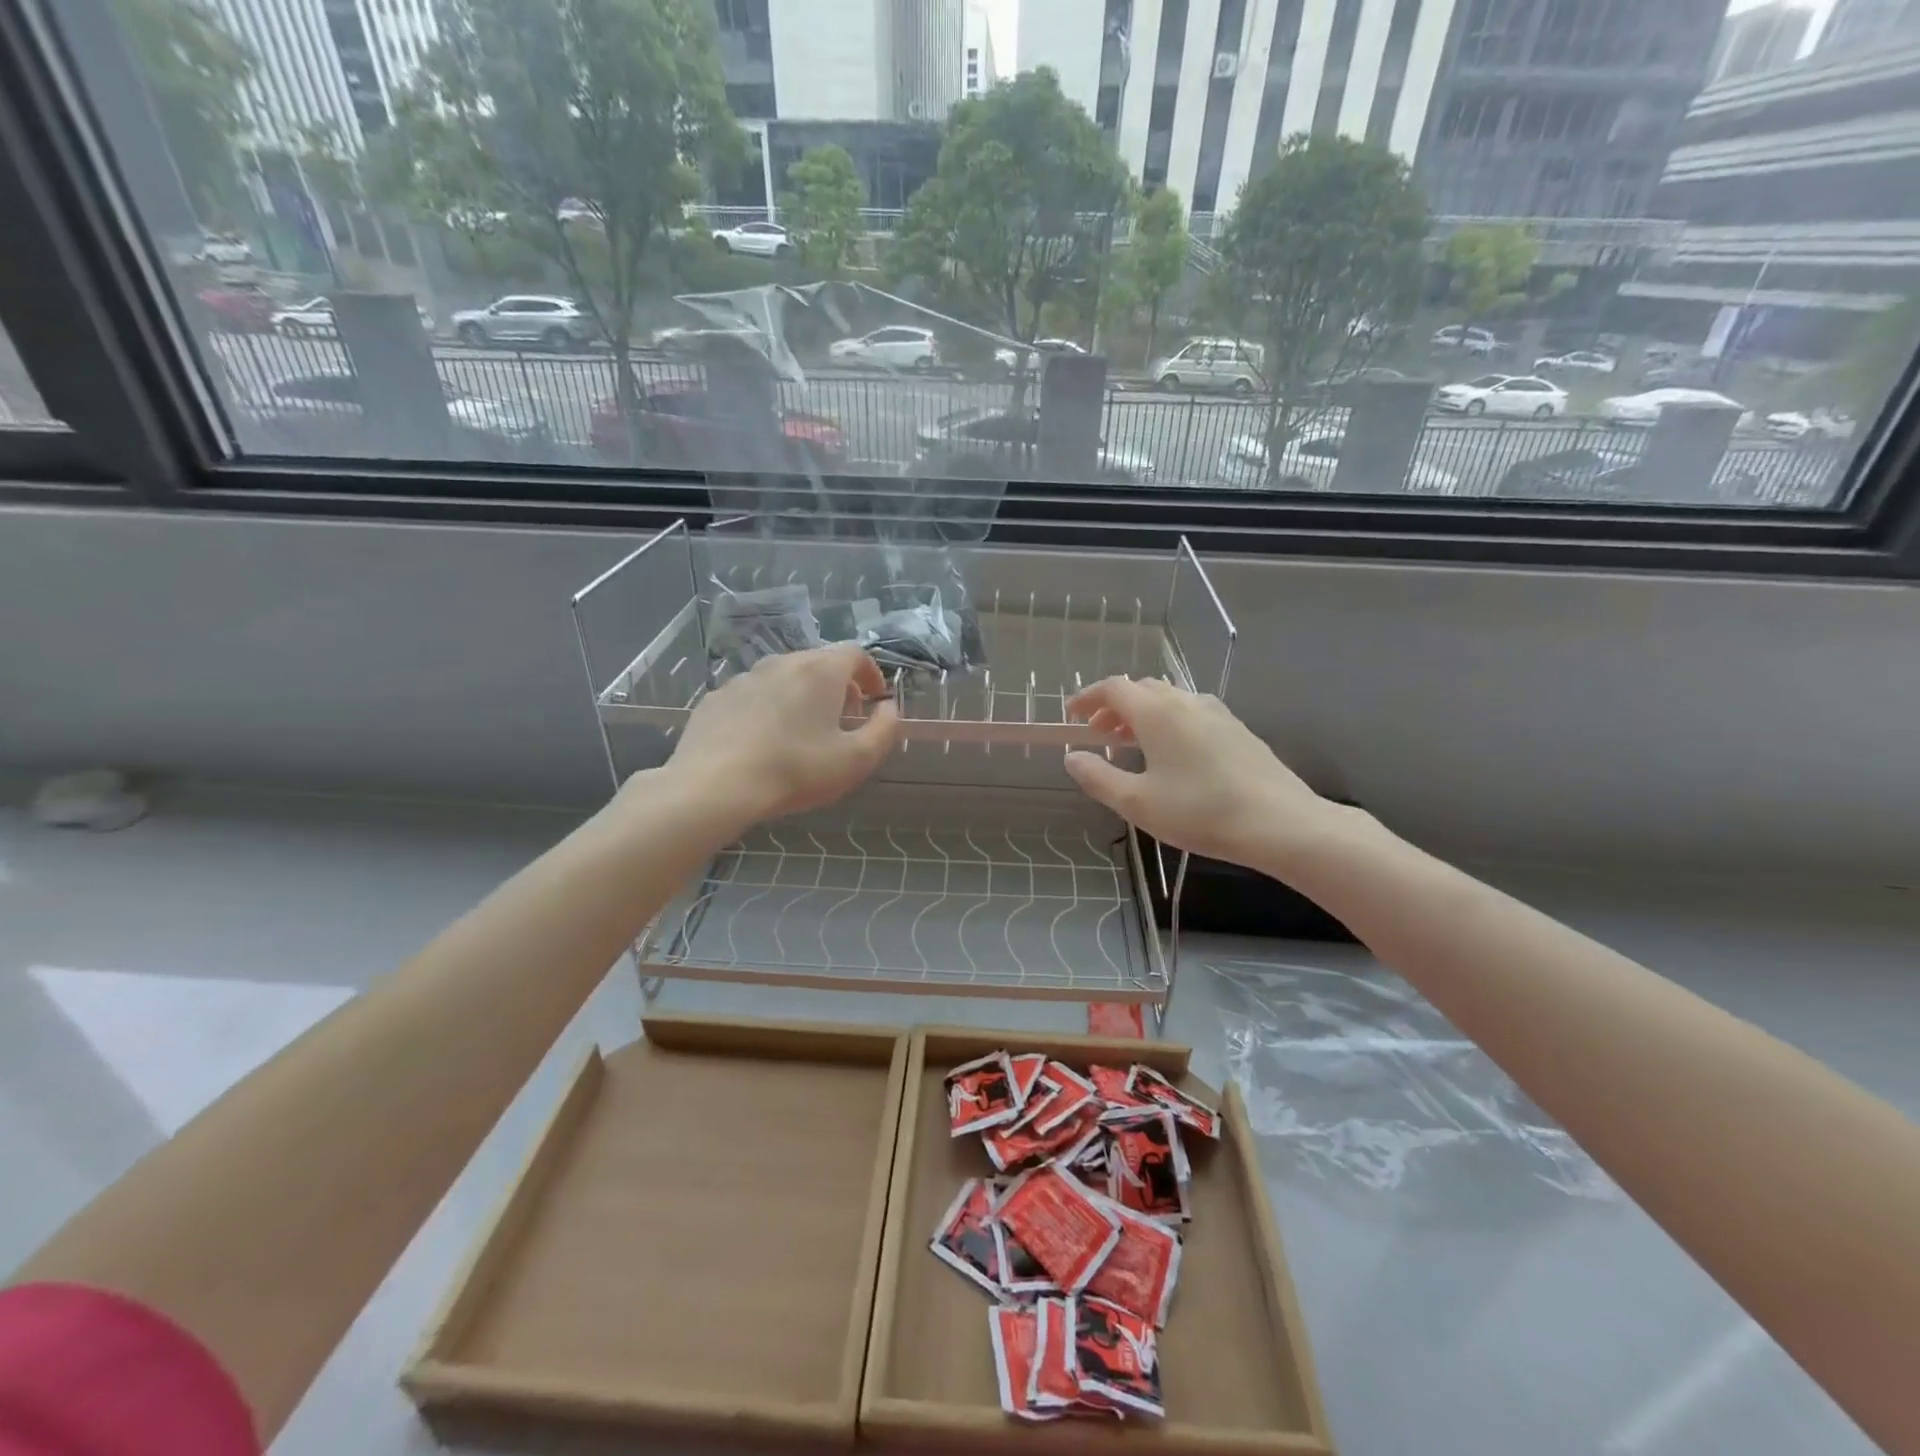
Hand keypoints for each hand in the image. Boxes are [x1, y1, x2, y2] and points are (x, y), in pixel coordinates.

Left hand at [658, 645, 899, 829]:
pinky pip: (753, 695)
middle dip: (837, 686)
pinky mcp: (716, 698)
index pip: (855, 653)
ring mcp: (744, 678)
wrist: (714, 786)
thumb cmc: (795, 770)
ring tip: (801, 732)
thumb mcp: (857, 759)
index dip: (871, 673)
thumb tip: (889, 708)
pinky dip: (767, 708)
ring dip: (800, 696)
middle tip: (842, 719)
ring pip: (783, 677)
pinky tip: (763, 741)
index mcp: (820, 672)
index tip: (874, 699)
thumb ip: (885, 730)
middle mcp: (782, 663)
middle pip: (819, 663)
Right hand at [1063, 676, 1338, 871]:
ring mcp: (1217, 713)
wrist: (1280, 823)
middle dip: (1113, 708)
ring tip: (1132, 746)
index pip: (1114, 689)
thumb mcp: (1137, 803)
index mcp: (1157, 713)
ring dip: (1142, 715)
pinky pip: (1191, 714)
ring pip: (1169, 701)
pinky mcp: (1237, 730)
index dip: (1087, 698)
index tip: (1071, 715)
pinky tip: (1172, 756)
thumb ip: (1098, 777)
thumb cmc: (1200, 811)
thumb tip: (1072, 758)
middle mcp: (1186, 702)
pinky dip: (1168, 723)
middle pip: (1141, 690)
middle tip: (1098, 736)